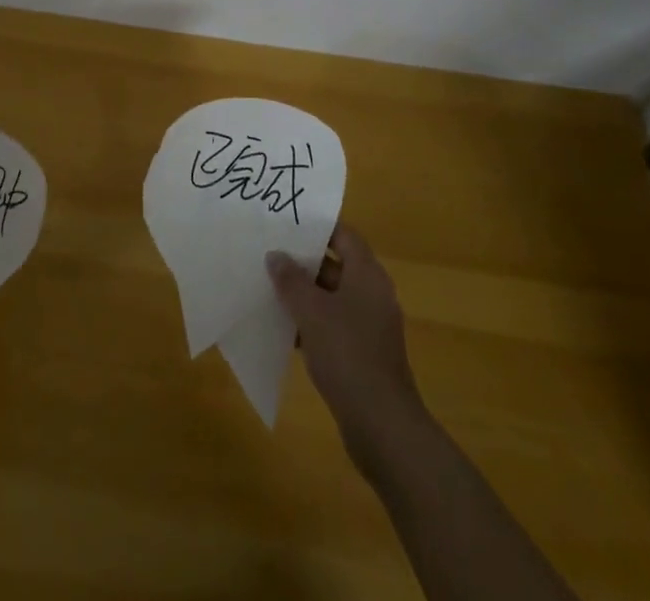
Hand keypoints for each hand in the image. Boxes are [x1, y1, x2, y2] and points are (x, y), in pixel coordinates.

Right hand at [268, 226, 425, 471]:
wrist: (382, 426)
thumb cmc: (347, 355)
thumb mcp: (311, 311)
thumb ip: (291, 280)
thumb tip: (276, 255)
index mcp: (367, 275)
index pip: (343, 235)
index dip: (317, 226)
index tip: (286, 222)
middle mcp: (372, 294)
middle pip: (336, 265)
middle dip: (303, 261)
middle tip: (269, 253)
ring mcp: (369, 326)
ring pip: (331, 297)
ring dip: (303, 294)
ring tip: (268, 287)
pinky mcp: (362, 354)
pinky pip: (333, 325)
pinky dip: (311, 323)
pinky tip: (283, 328)